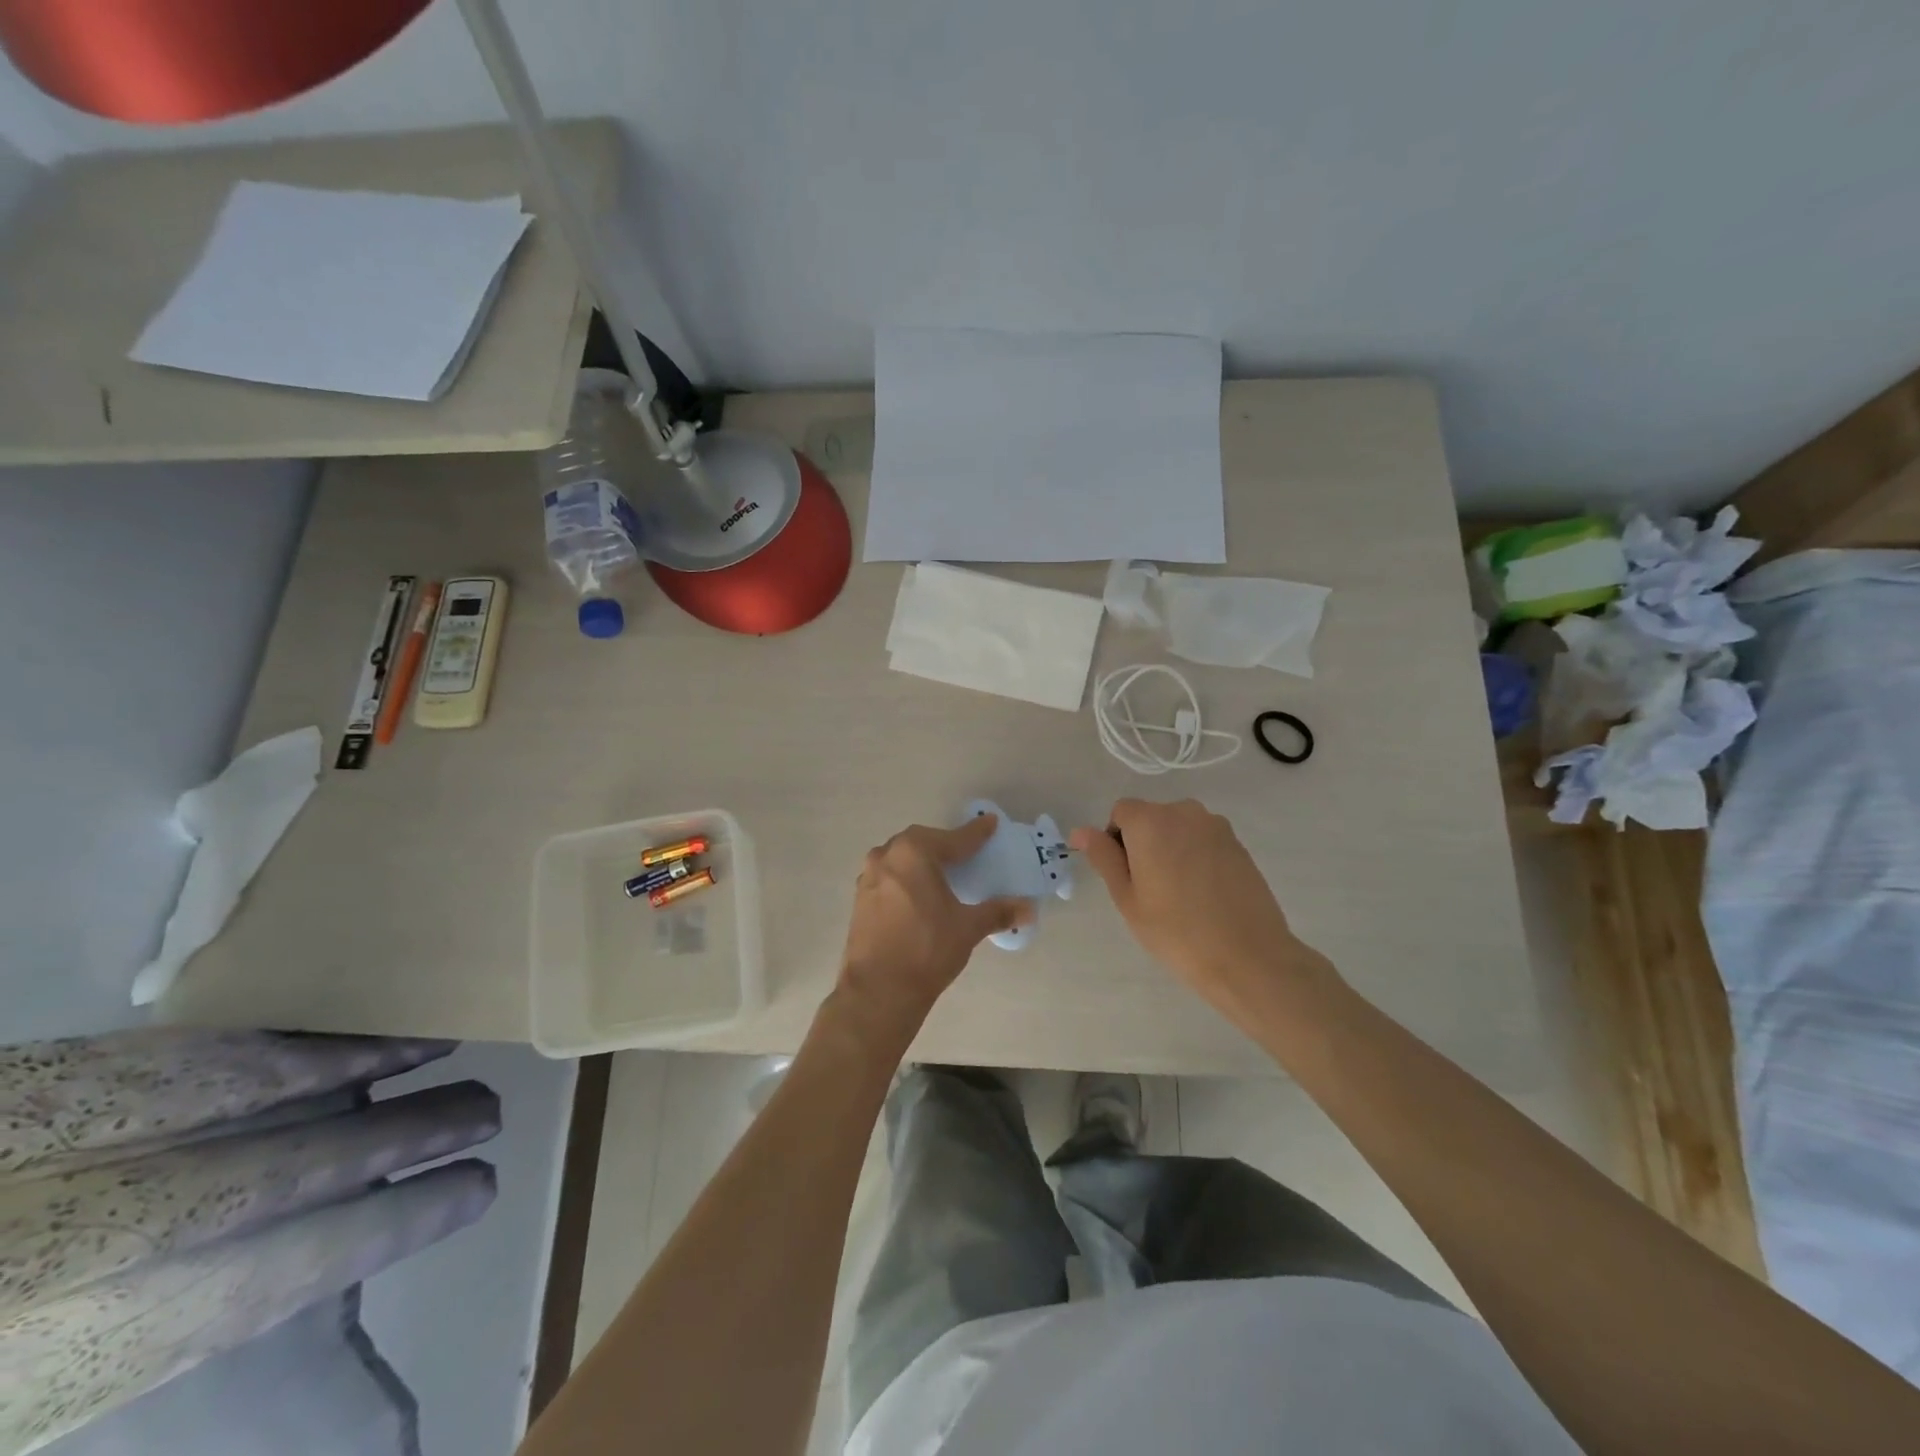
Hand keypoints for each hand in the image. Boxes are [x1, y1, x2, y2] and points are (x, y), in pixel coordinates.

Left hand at [834, 816, 1032, 1042]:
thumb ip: (998, 912)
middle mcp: (887, 855)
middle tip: (966, 852)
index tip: (990, 823)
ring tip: (941, 873)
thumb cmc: (927, 949)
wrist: (878, 990)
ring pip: (901, 857)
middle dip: (945, 845)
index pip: (954, 839)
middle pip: (923, 842)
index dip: (975, 833)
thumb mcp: (968, 927)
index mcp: (914, 852)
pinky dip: (906, 878)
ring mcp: (869, 876)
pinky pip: (889, 876)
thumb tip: (1029, 909)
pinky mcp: (860, 898)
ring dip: (921, 861)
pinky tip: (917, 894)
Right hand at [1070, 798, 1332, 1026]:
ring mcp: (1216, 826)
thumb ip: (1104, 857)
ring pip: (1178, 829)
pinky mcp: (1238, 844)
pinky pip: (1203, 841)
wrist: (1248, 957)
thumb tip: (1080, 831)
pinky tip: (1203, 895)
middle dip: (1144, 843)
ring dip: (1170, 849)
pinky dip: (1195, 858)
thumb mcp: (1127, 897)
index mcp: (1151, 821)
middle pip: (1151, 817)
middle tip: (1149, 890)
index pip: (1121, 812)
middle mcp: (1184, 812)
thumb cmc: (1176, 930)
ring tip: (1178, 894)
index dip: (1116, 840)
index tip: (1125, 877)